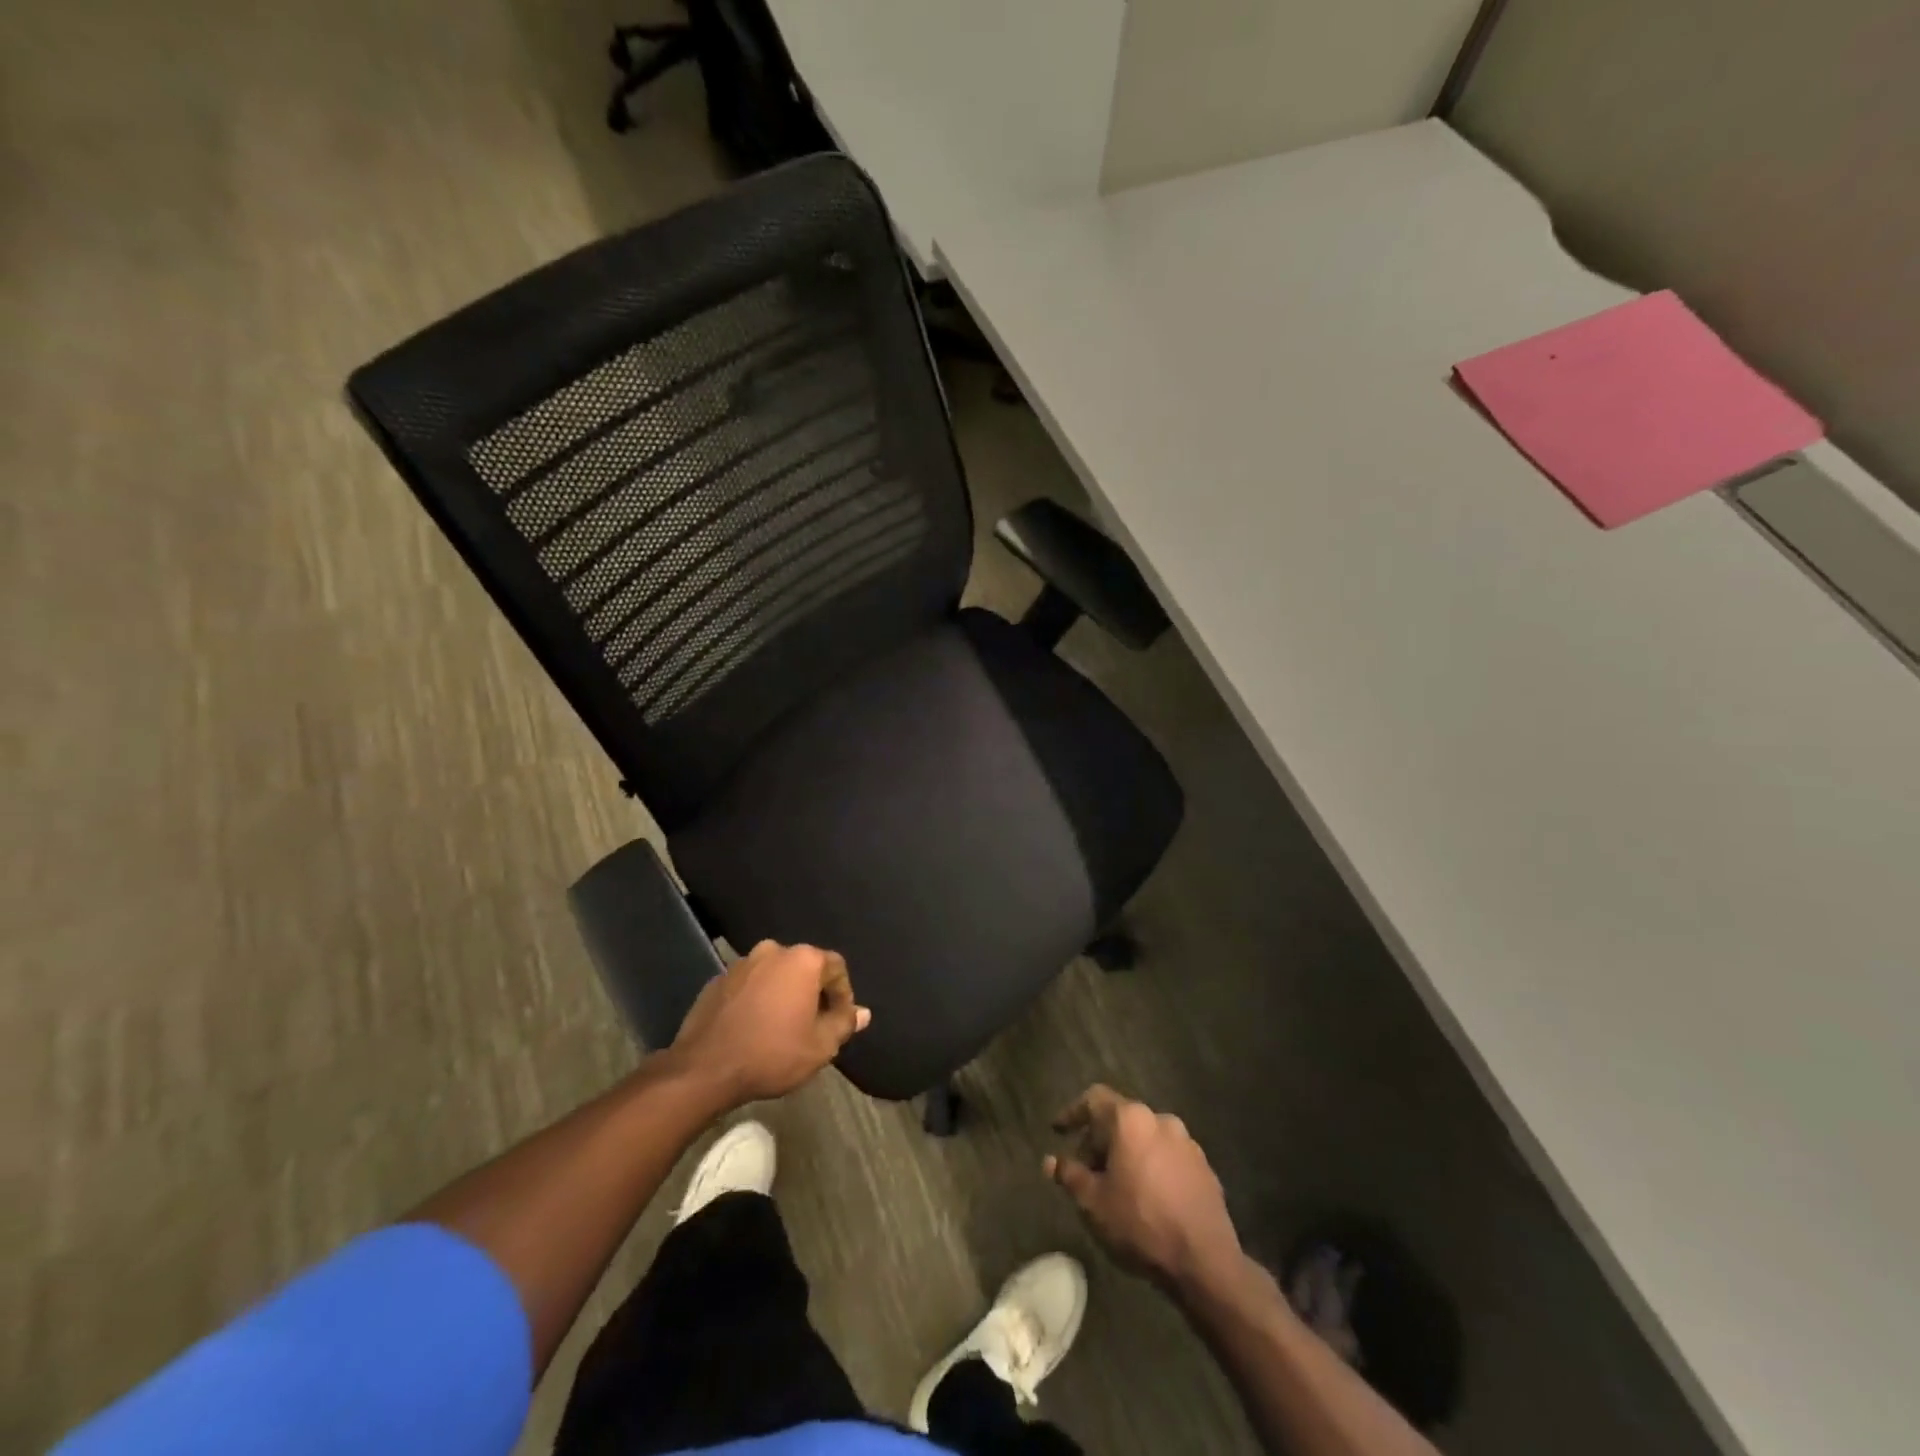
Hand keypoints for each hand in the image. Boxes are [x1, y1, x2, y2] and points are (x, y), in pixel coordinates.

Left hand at [670, 940, 870, 1106]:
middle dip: (812, 992)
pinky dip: (757, 999)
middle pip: (804, 967)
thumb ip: (844, 1023)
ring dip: (783, 994)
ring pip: (774, 975)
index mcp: (802, 960)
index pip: (836, 967)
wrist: (705, 1069)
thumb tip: (862, 1012)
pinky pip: (749, 985)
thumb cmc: (772, 1054)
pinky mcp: (717, 980)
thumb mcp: (820, 1046)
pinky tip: (754, 1027)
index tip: (839, 1021)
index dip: (843, 994)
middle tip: (813, 1024)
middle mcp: (773, 951)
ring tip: (782, 1026)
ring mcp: (742, 963)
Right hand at [1046, 1085, 1244, 1294]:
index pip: (1094, 1099)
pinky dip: (1151, 1167)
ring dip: (1127, 1153)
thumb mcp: (1094, 1203)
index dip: (1073, 1113)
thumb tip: (1052, 1161)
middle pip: (1120, 1118)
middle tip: (1086, 1170)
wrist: (1206, 1262)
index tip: (1058, 1131)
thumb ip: (1070, 1176)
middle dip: (1099, 1140)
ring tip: (1116, 1186)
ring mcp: (1187, 1143)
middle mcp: (1160, 1119)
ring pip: (1146, 1137)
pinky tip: (1146, 1197)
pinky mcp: (1205, 1167)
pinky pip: (1168, 1156)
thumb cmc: (1141, 1224)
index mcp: (1131, 1120)